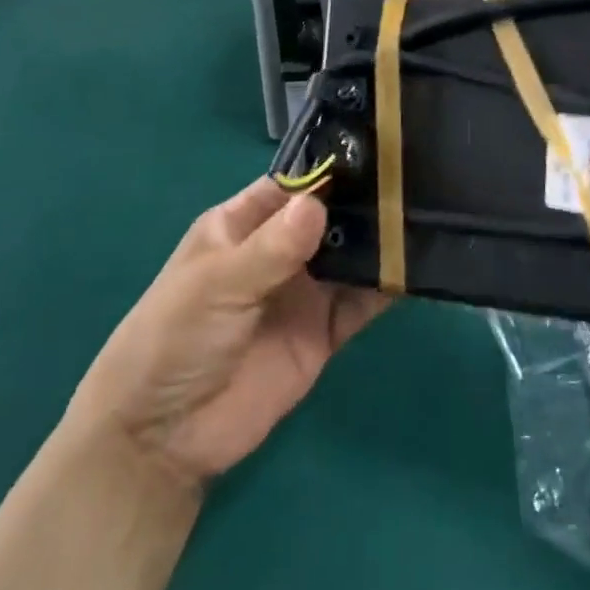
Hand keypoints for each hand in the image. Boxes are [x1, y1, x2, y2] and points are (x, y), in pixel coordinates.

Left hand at [66, 179, 390, 493]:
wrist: (162, 439)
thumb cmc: (175, 337)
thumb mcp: (217, 284)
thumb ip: (271, 248)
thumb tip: (319, 204)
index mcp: (244, 224)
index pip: (294, 185)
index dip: (330, 169)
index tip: (378, 151)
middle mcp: (279, 250)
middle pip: (330, 216)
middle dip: (365, 201)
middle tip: (414, 180)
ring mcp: (303, 292)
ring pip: (350, 256)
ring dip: (381, 241)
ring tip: (426, 216)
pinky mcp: (322, 333)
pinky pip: (361, 303)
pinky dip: (386, 287)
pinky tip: (416, 268)